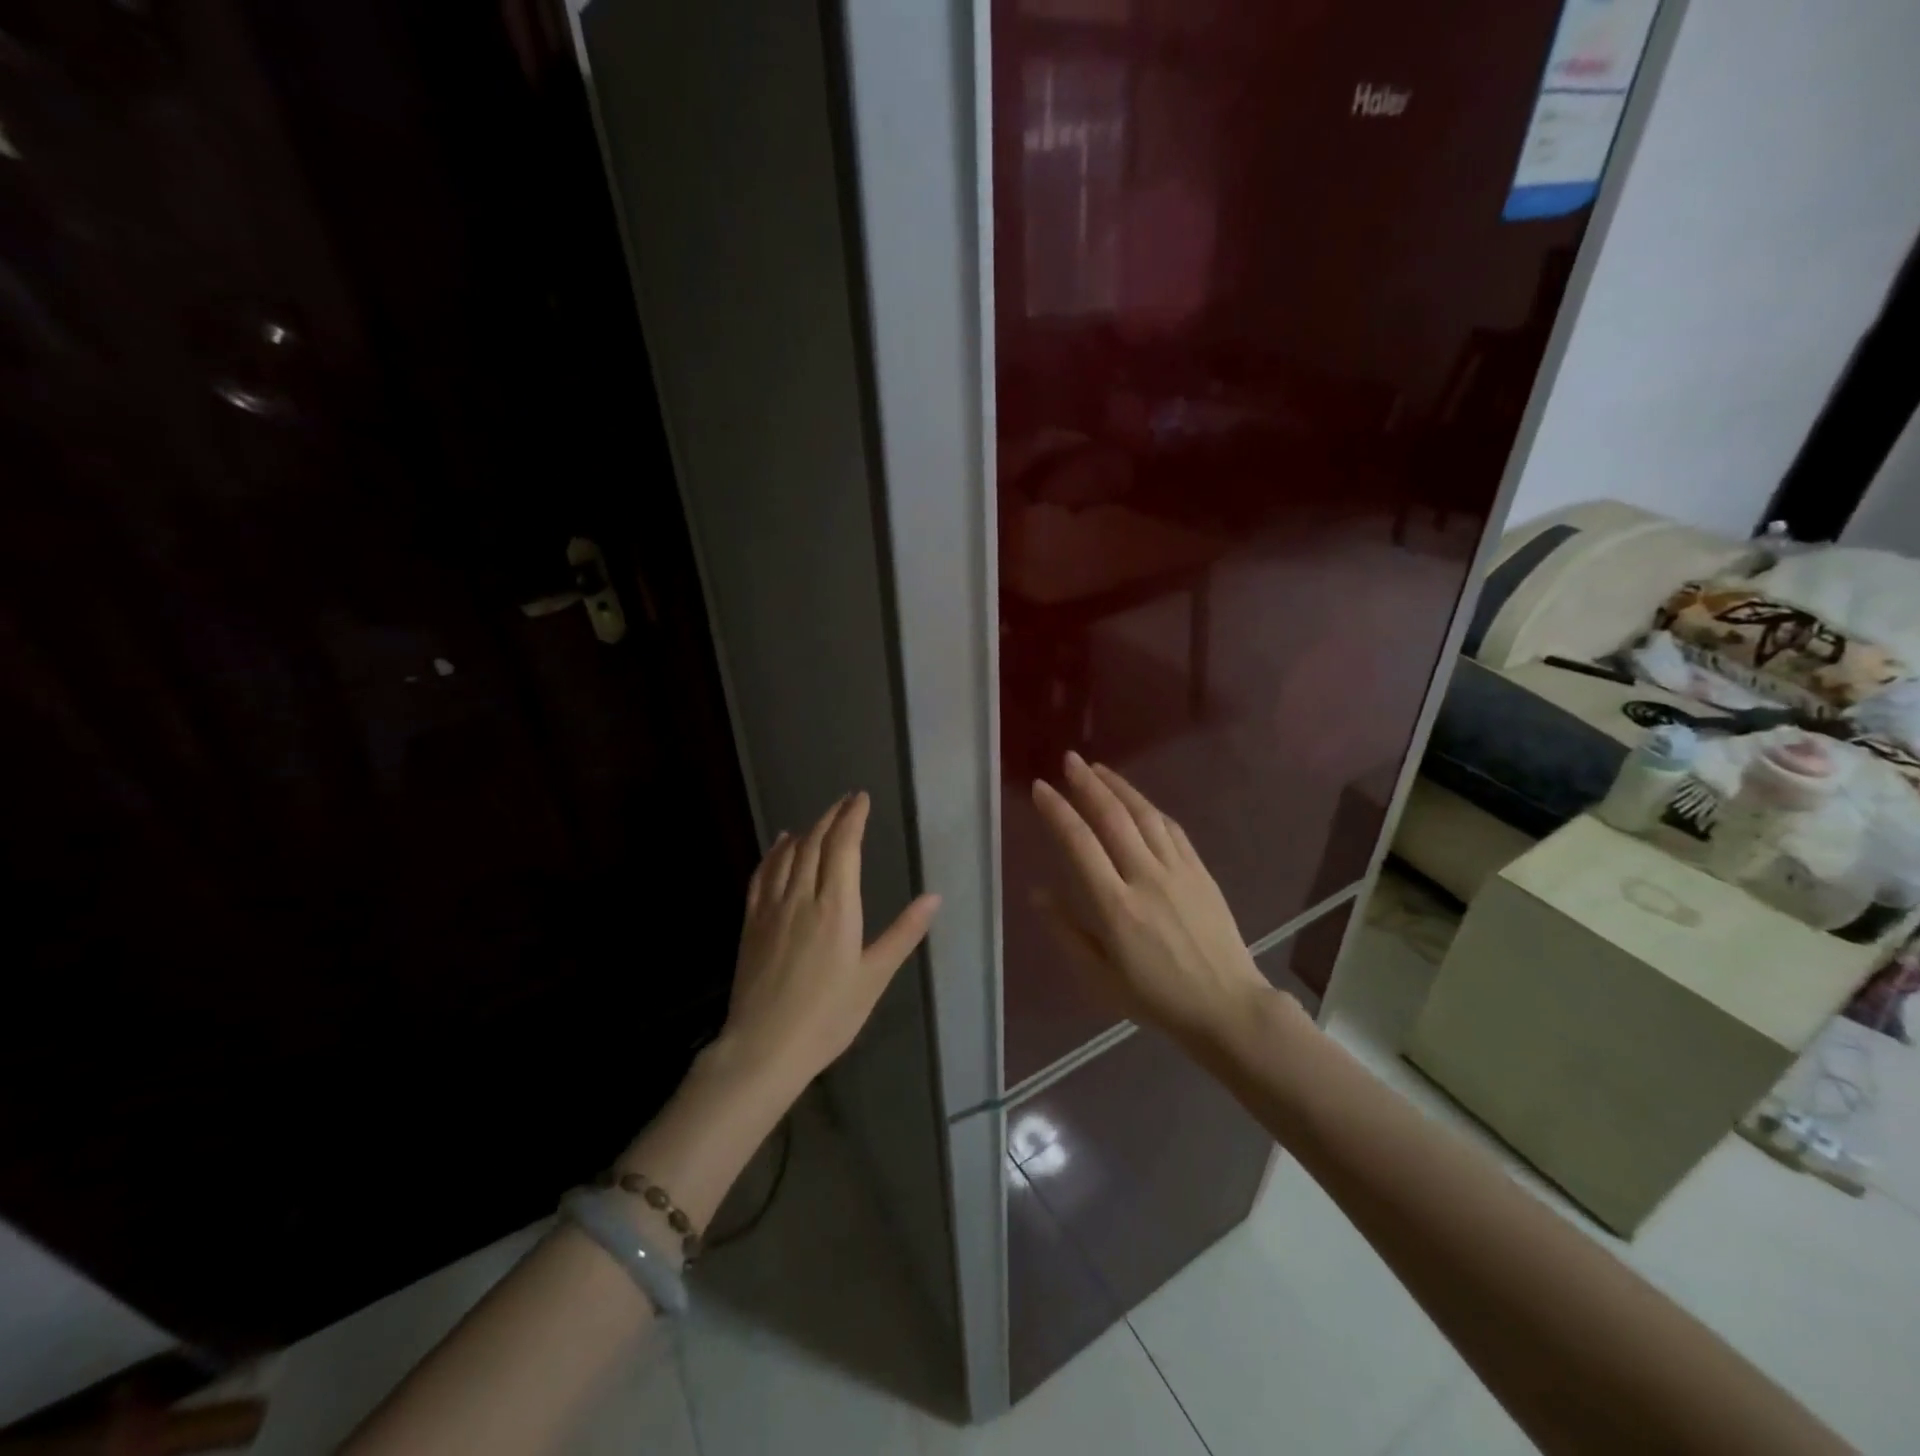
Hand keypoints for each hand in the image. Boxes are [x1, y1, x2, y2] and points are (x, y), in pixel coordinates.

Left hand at [719, 792, 940, 1089]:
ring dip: (806, 831)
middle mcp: (802, 897)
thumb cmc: (829, 1016)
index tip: (861, 799)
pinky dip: (774, 853)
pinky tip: (781, 845)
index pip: (843, 847)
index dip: (853, 818)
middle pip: (815, 843)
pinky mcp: (751, 923)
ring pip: (788, 855)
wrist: (764, 1047)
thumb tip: (934, 898)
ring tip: (820, 819)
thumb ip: (903, 934)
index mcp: (836, 907)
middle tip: (846, 802)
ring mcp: (772, 908)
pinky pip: (762, 875)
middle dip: (832, 817)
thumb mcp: (875, 977)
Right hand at [1031, 753, 1269, 1047]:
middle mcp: (1146, 878)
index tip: (1040, 788)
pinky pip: (1172, 829)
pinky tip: (1137, 799)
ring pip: (1145, 815)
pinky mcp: (1200, 872)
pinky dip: (1150, 808)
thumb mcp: (1100, 978)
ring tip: (1098, 768)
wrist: (1227, 1006)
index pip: (1080, 844)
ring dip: (1119, 787)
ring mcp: (1178, 871)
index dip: (1058, 811)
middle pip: (1113, 818)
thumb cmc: (1156, 998)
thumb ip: (1066, 932)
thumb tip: (1038, 892)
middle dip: (1088, 785)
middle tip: (1069, 760)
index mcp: (1116, 907)